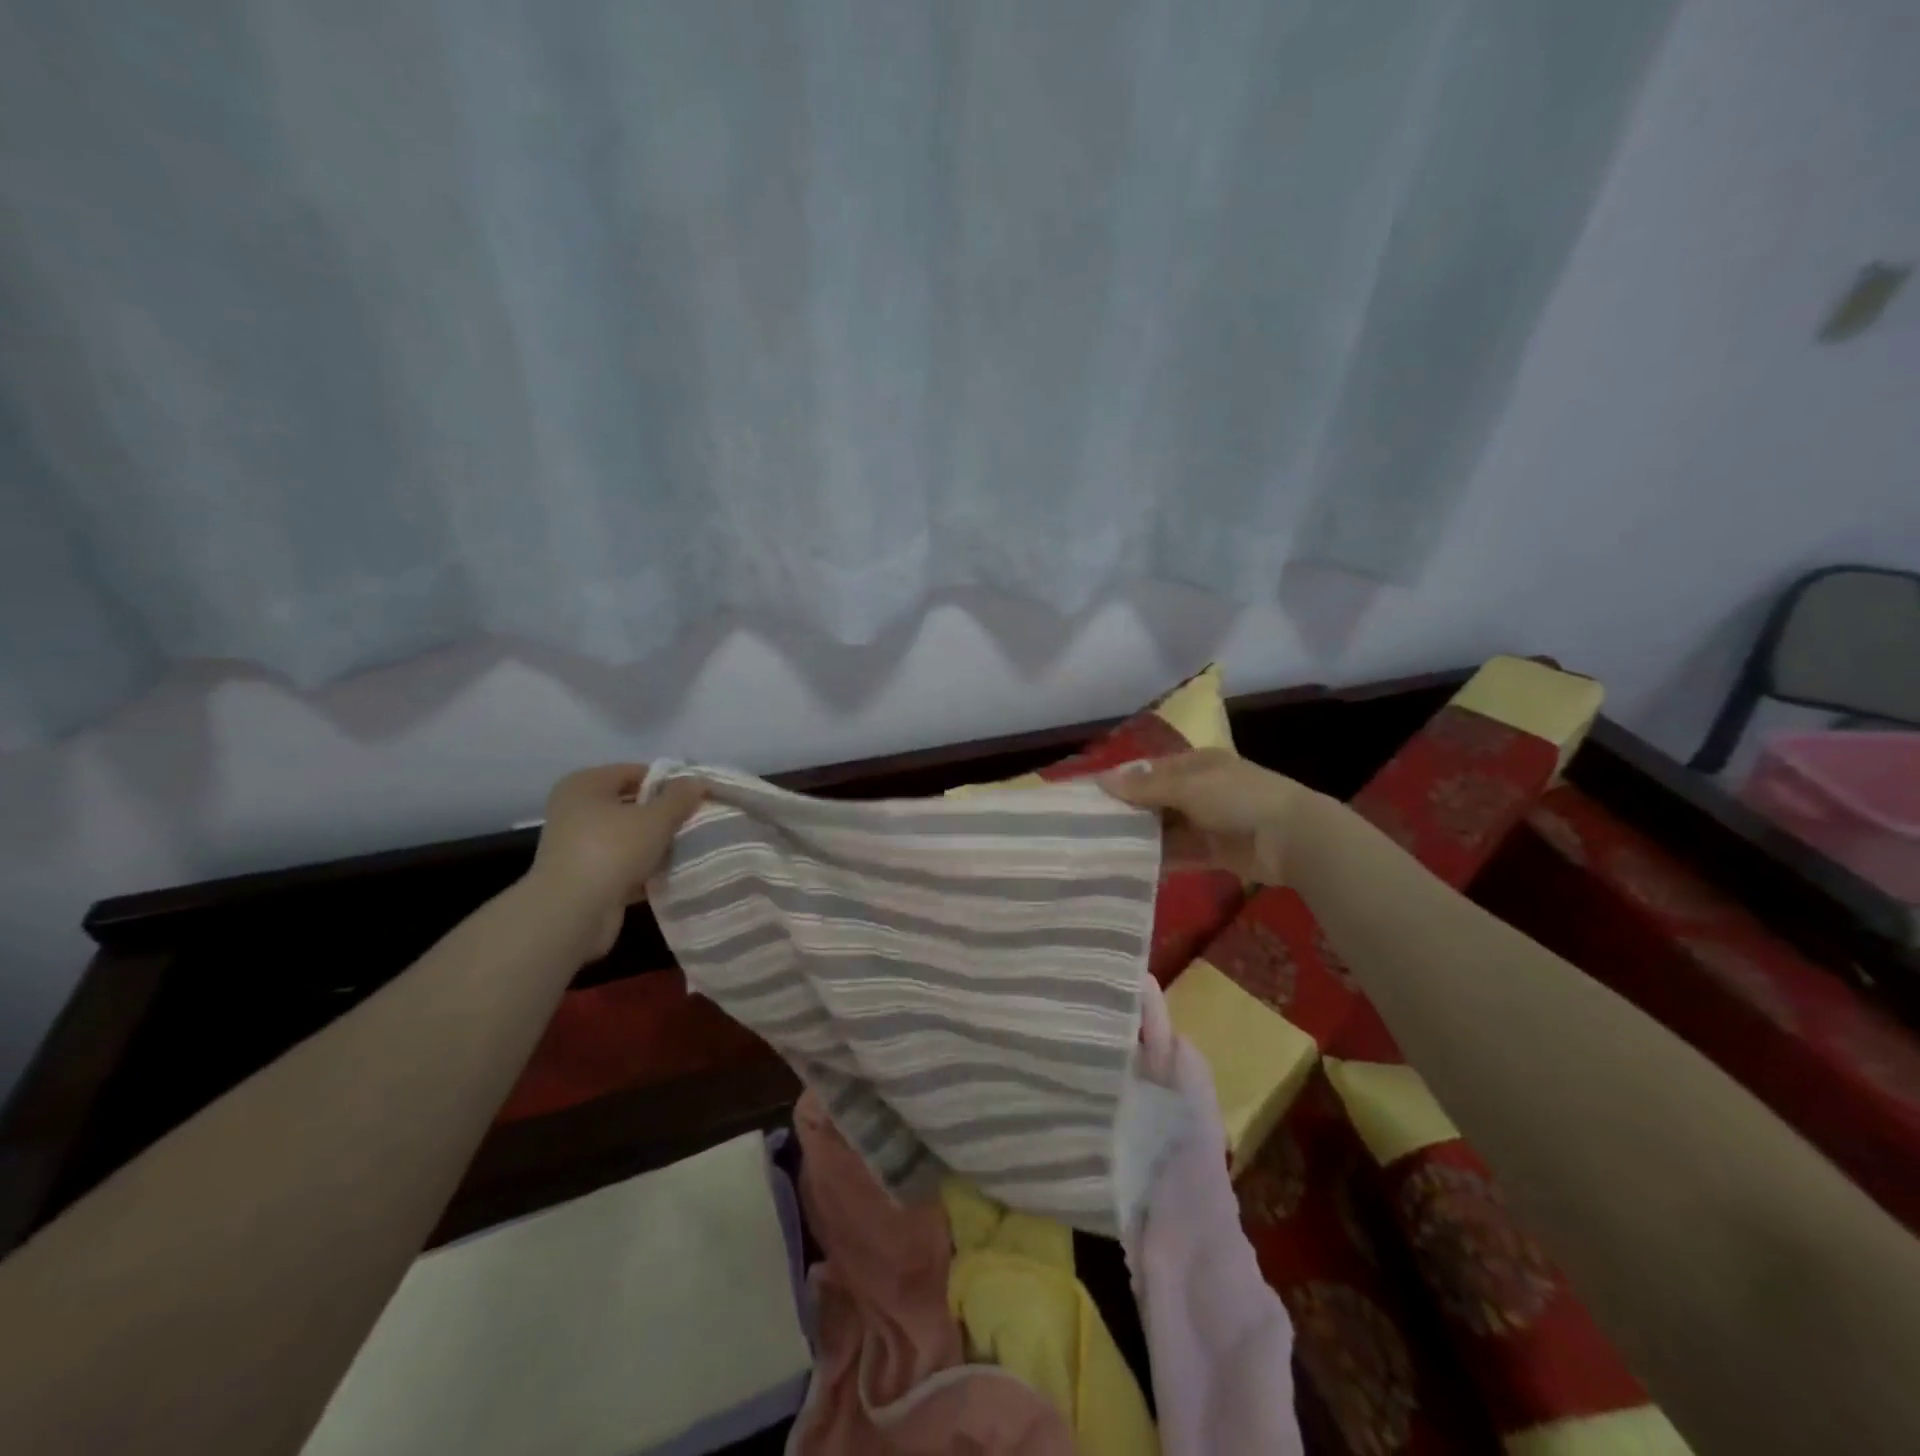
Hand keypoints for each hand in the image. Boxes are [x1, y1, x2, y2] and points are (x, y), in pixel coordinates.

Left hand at [524, 765, 706, 959]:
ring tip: (687, 849)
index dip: (668, 782)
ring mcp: (576, 845)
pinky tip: (670, 875)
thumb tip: (697, 782)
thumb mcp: (656, 818)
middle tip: (695, 823)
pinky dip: (643, 869)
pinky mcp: (583, 877)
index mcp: (586, 785)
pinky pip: (622, 864)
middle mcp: (575, 810)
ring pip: (627, 837)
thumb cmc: (612, 850)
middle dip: (663, 815)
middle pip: (630, 804)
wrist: (572, 913)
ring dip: (655, 844)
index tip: (696, 798)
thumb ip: (679, 798)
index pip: (635, 772)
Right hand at [1099, 749, 1318, 884]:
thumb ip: (1145, 786)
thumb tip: (1100, 780)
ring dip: (1141, 837)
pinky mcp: (1214, 852)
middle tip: (1088, 827)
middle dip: (1128, 812)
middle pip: (1155, 800)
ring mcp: (1208, 822)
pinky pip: (1180, 854)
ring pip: (1165, 829)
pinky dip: (1159, 859)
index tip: (1089, 796)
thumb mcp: (1188, 785)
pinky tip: (1131, 867)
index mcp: (1196, 764)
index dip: (1122, 781)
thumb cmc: (1239, 797)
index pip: (1151, 770)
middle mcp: (1200, 790)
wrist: (1293, 838)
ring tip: (1103, 849)